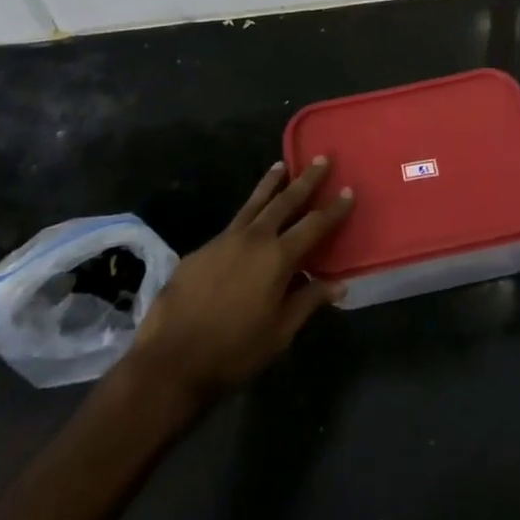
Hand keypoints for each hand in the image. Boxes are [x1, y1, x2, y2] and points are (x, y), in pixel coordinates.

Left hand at [127, 158, 352, 405]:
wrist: (171, 360)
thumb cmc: (234, 351)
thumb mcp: (279, 333)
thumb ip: (308, 301)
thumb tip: (338, 284)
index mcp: (278, 258)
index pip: (314, 225)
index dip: (334, 209)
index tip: (348, 190)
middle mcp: (254, 238)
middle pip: (285, 201)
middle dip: (305, 180)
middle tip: (321, 159)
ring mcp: (224, 239)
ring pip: (254, 202)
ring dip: (271, 183)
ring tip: (281, 165)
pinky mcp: (202, 249)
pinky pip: (232, 224)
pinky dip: (247, 213)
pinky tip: (248, 218)